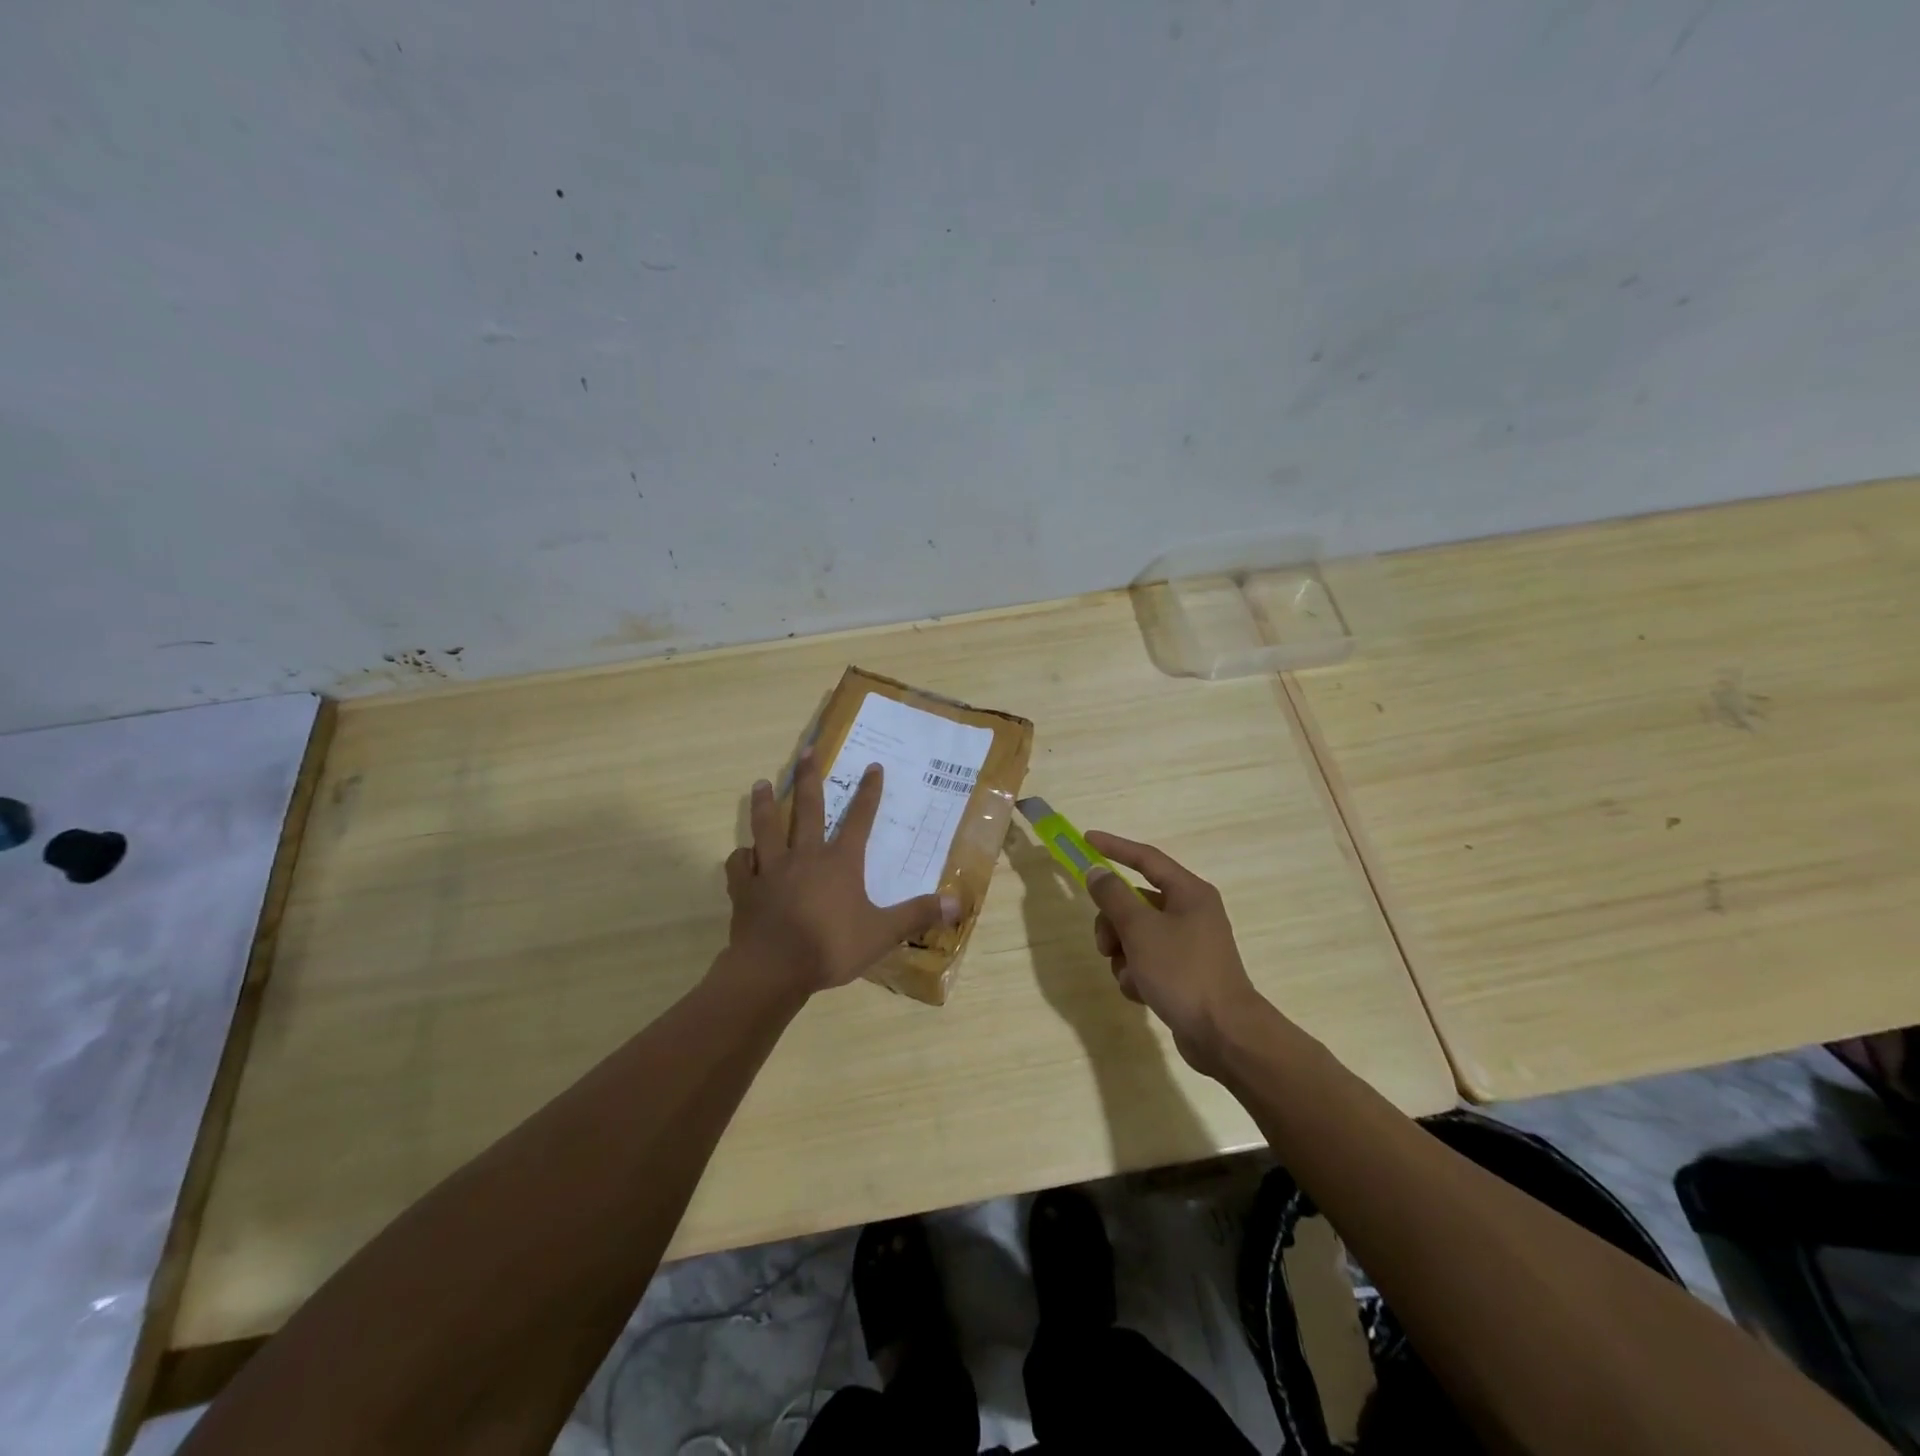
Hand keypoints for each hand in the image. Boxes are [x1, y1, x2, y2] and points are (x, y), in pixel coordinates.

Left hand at [722, 749, 961, 996]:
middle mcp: (805, 856)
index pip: (859, 819)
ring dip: (764, 804)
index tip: (872, 766)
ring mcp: (770, 869)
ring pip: (766, 827)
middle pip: (807, 809)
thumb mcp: (882, 933)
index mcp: (840, 862)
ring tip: (761, 784)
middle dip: (809, 778)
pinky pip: (739, 865)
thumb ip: (918, 914)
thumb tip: (958, 902)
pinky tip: (743, 855)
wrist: (773, 969)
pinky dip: (741, 857)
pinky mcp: (745, 888)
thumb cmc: (830, 947)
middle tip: (806, 751)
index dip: (868, 792)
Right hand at [1083, 832, 1272, 1075]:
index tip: (1086, 840)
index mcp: (1188, 893)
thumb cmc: (1182, 972)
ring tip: (1129, 975)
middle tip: (1105, 944)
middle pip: (1135, 902)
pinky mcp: (1183, 973)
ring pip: (1136, 934)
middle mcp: (1190, 913)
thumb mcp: (1140, 929)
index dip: (1114, 847)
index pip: (1145, 858)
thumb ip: (1113, 896)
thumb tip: (1096, 872)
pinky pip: (1146, 961)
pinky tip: (1141, 993)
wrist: (1224, 1035)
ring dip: (1122, 954)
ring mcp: (1187, 944)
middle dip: (1113, 923)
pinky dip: (1136, 974)